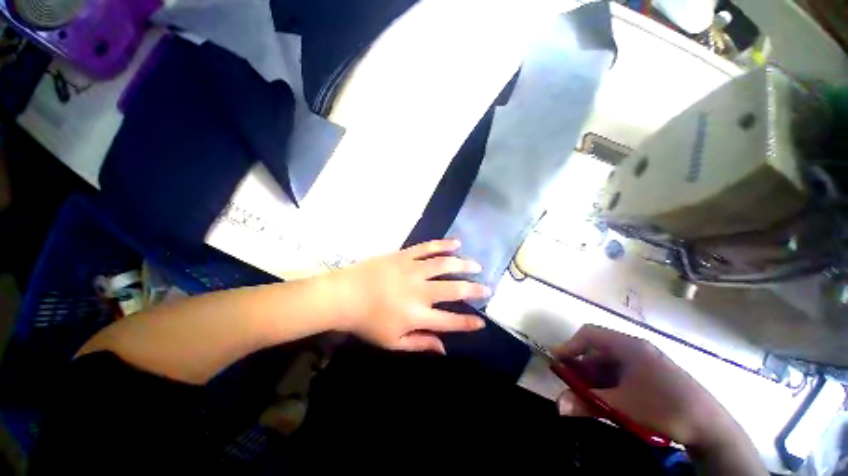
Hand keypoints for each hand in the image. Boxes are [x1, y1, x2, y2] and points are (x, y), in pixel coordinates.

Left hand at [327, 239, 488, 353]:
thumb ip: (420, 343)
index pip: (450, 321)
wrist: (344, 295)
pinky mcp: (403, 256)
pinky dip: (443, 244)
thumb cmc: (367, 322)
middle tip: (487, 288)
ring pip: (444, 264)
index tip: (482, 322)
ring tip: (476, 265)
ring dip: (464, 264)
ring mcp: (412, 270)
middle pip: (454, 289)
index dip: (467, 323)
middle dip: (474, 289)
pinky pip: (427, 248)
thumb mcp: (393, 341)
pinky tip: (456, 243)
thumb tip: (444, 349)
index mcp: (416, 315)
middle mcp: (419, 291)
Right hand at [554, 325, 738, 448]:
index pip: (589, 334)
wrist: (710, 427)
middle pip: (598, 351)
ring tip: (587, 397)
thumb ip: (586, 403)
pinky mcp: (652, 376)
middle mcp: (635, 349)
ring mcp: (645, 363)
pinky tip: (608, 401)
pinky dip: (609, 385)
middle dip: (581, 368)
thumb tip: (558, 405)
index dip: (570, 345)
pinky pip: (621, 375)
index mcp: (628, 346)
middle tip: (570, 386)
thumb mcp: (621, 407)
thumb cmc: (663, 407)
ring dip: (594, 380)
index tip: (558, 361)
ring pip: (609, 365)